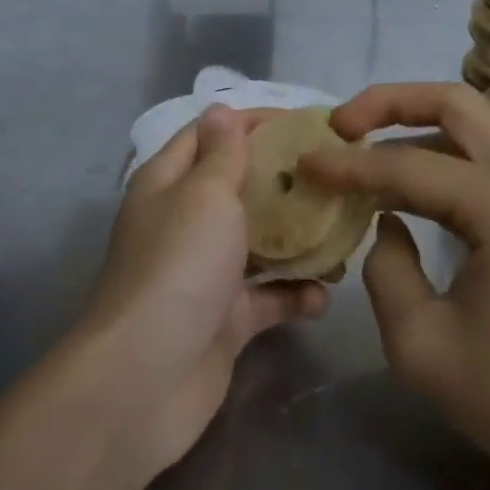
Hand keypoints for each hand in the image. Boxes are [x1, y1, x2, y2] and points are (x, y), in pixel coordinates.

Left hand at [81, 104, 327, 470]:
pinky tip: (323, 297)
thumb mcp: (204, 196)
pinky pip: (267, 298)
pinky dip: (294, 296)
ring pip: (259, 243)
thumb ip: (222, 154)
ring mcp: (205, 274)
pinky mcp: (224, 320)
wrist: (145, 379)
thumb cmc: (179, 267)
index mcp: (169, 184)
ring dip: (298, 240)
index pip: (210, 135)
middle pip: (240, 188)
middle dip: (285, 180)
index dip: (253, 122)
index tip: (307, 123)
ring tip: (345, 233)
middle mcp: (184, 223)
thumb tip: (219, 110)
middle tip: (337, 175)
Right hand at [301, 83, 489, 489]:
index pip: (409, 166)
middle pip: (456, 103)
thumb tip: (386, 223)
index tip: (304, 162)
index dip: (349, 165)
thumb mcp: (421, 346)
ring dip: (419, 121)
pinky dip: (446, 149)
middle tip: (341, 125)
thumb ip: (386, 270)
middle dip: (390, 102)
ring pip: (477, 121)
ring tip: (366, 143)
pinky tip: (412, 178)